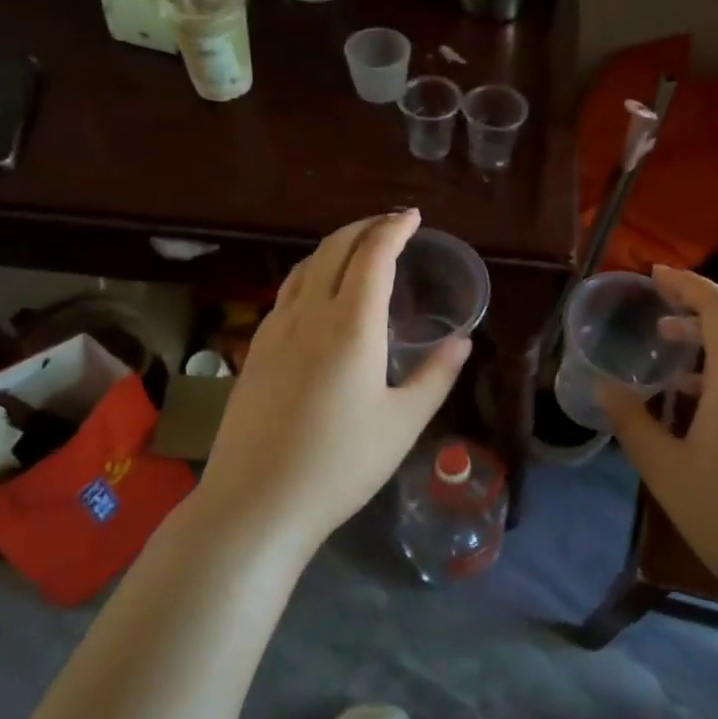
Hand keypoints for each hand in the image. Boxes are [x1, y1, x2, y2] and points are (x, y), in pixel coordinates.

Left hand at [197, 209, 470, 555]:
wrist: (256, 502)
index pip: (373, 255)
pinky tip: (319, 294)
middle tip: (391, 225)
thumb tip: (462, 341)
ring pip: (304, 267)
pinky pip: (287, 292)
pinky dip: (311, 273)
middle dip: (364, 227)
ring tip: (359, 250)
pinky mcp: (255, 351)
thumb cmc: (340, 465)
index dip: (394, 229)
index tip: (413, 217)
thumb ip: (436, 375)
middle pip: (333, 248)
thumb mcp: (403, 423)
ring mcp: (275, 330)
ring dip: (335, 247)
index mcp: (351, 325)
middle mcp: (309, 314)